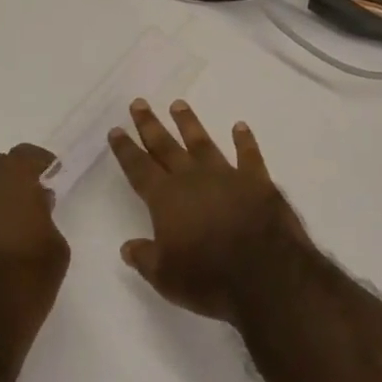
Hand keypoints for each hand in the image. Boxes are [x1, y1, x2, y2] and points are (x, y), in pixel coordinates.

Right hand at [108, 100, 309, 322]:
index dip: (126, 150)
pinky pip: (248, 155)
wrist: (265, 273)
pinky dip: (244, 141)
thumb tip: (128, 246)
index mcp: (166, 199)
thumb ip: (145, 257)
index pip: (139, 169)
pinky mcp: (257, 180)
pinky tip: (240, 127)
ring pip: (202, 142)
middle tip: (139, 103)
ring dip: (189, 124)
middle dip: (150, 125)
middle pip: (166, 146)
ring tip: (178, 104)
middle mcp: (193, 179)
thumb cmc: (208, 278)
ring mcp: (226, 175)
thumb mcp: (166, 277)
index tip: (116, 129)